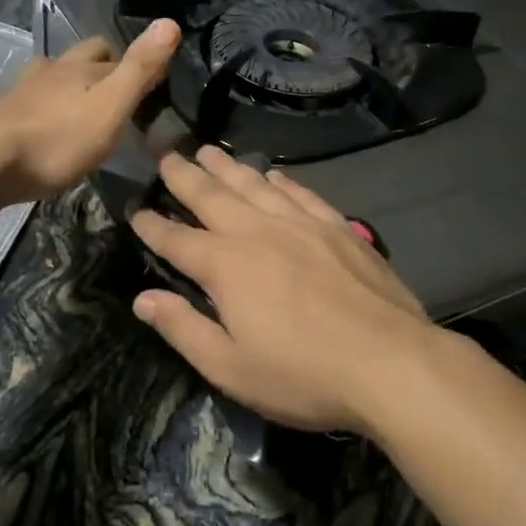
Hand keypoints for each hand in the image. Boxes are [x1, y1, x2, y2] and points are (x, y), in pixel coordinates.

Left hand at [0, 20, 178, 203]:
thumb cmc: (58, 138)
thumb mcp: (110, 106)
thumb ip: (139, 69)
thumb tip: (170, 22)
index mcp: (80, 68)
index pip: (115, 55)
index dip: (135, 65)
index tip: (152, 84)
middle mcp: (51, 71)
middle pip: (80, 56)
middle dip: (100, 66)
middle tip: (116, 91)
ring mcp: (23, 92)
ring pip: (52, 75)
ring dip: (69, 84)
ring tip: (82, 105)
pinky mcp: (3, 116)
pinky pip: (32, 101)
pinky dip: (46, 106)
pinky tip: (47, 125)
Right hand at [129, 146, 442, 434]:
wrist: (390, 362)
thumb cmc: (303, 374)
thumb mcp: (230, 367)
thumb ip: (183, 328)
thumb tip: (142, 298)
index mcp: (225, 266)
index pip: (176, 239)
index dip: (151, 225)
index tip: (134, 208)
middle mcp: (257, 232)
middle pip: (212, 196)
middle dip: (184, 176)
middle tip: (166, 154)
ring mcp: (300, 225)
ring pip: (254, 185)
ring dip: (227, 167)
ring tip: (208, 150)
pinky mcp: (336, 228)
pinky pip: (301, 193)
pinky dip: (281, 180)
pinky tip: (273, 173)